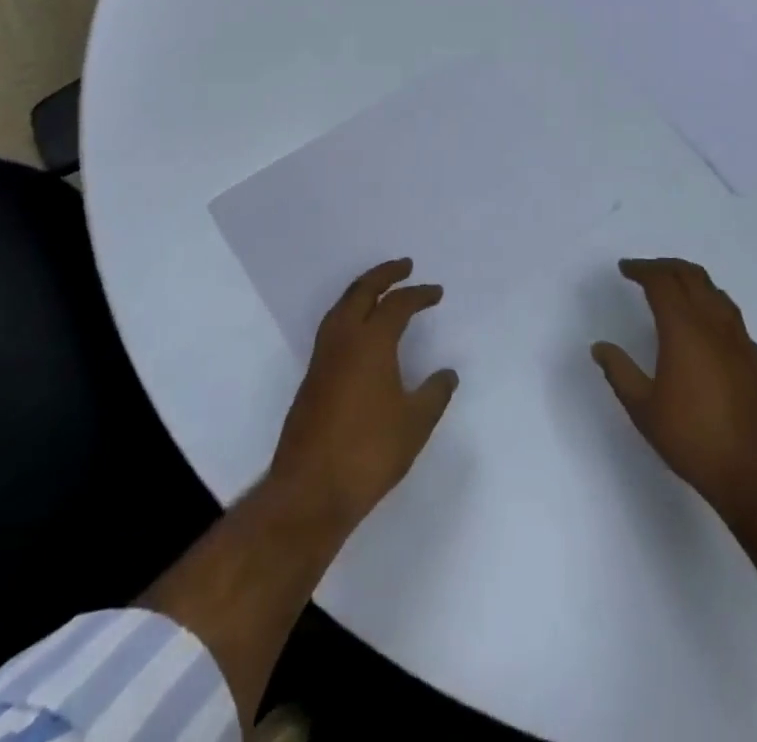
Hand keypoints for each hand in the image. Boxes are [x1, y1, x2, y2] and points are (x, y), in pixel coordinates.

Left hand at [268, 258, 458, 535]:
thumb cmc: (369, 452)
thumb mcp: (415, 423)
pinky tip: (359, 330)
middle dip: (384, 274)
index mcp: (371, 342)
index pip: (397, 304)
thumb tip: (447, 373)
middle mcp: (343, 340)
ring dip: (362, 290)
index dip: (419, 294)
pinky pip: (333, 327)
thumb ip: (434, 393)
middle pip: (362, 291)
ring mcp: (322, 358)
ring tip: (380, 289)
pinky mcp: (312, 378)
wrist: (309, 491)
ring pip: (341, 307)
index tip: (436, 292)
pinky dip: (350, 312)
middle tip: (404, 265)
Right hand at [592, 258, 756, 524]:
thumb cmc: (695, 440)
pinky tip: (705, 328)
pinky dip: (711, 306)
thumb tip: (600, 347)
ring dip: (691, 282)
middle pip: (691, 276)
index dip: (642, 270)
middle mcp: (715, 324)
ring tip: (674, 290)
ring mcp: (741, 340)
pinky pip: (731, 316)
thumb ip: (620, 373)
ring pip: (715, 292)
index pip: (662, 282)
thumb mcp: (644, 410)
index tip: (625, 269)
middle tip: (645, 272)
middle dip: (665, 267)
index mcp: (684, 329)